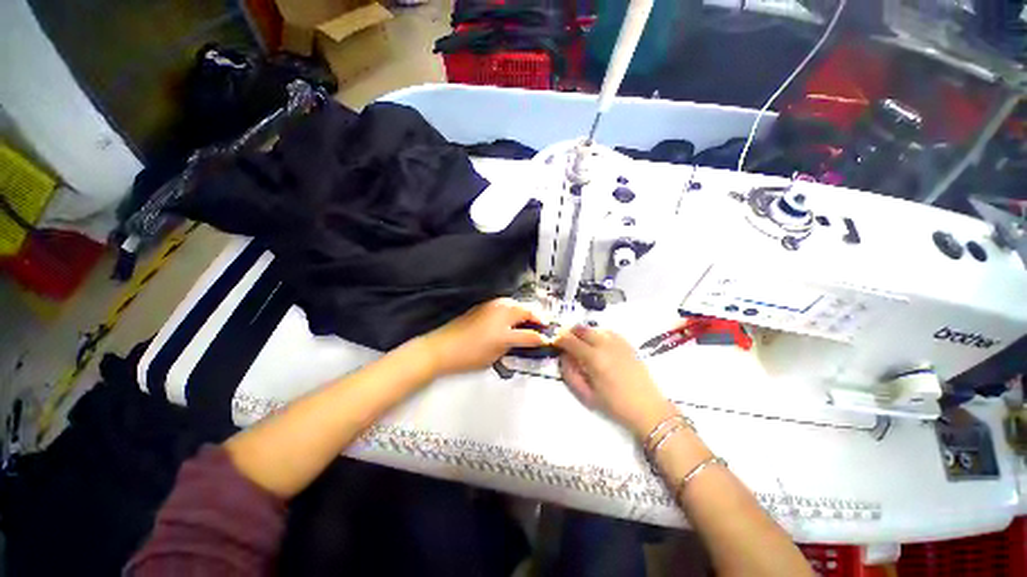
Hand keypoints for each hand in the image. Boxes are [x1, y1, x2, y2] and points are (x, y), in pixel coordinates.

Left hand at [421, 298, 549, 376]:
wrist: (442, 347)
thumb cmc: (470, 354)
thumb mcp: (497, 353)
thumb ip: (517, 343)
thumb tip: (528, 340)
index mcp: (506, 325)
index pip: (530, 330)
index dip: (541, 335)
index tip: (548, 338)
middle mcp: (502, 311)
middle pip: (526, 310)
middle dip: (536, 317)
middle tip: (542, 326)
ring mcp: (492, 305)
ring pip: (516, 304)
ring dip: (525, 311)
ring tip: (529, 321)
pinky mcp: (484, 305)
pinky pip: (505, 304)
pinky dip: (513, 309)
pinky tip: (512, 318)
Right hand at [555, 325, 673, 438]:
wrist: (648, 408)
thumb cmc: (615, 405)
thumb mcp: (587, 395)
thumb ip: (570, 374)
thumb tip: (563, 357)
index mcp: (593, 358)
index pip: (570, 341)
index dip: (559, 339)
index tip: (554, 342)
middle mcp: (605, 345)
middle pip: (582, 329)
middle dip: (571, 333)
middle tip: (567, 342)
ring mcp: (618, 342)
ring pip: (595, 328)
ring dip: (584, 333)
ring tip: (582, 344)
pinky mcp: (627, 344)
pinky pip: (608, 331)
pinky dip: (599, 334)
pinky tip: (599, 344)